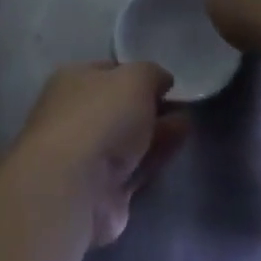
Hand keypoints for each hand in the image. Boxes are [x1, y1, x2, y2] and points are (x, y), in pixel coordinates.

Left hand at [10, 62, 188, 247]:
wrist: (75, 186)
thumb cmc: (100, 118)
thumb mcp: (134, 78)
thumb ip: (151, 74)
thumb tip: (161, 81)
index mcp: (71, 82)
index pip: (107, 71)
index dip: (137, 73)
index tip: (168, 81)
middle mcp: (74, 116)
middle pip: (118, 107)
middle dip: (149, 105)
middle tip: (184, 104)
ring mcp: (87, 155)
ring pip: (128, 139)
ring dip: (157, 130)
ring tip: (189, 122)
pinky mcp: (103, 189)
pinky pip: (135, 167)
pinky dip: (155, 156)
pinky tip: (179, 146)